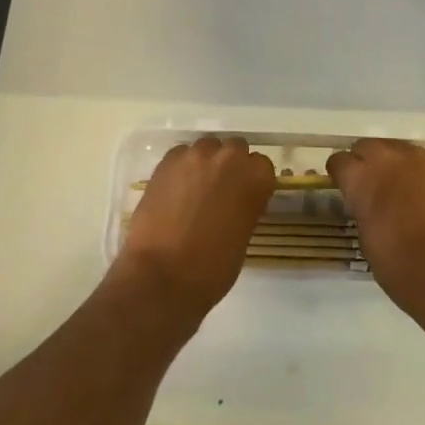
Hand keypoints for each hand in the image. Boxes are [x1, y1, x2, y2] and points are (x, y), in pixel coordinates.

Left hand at [114, 136, 275, 327]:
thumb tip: (234, 203)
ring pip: (206, 147)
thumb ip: (244, 208)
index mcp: (255, 178)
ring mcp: (195, 156)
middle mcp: (228, 158)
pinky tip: (174, 191)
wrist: (162, 276)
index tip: (245, 197)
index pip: (262, 165)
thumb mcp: (243, 238)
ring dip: (205, 164)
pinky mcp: (166, 161)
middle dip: (230, 166)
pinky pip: (180, 155)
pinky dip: (181, 168)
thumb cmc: (211, 269)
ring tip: (194, 190)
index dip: (253, 181)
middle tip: (220, 192)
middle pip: (235, 149)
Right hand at [327, 138, 424, 341]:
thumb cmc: (404, 270)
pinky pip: (418, 158)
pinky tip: (416, 191)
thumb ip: (361, 209)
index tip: (343, 191)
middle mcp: (389, 160)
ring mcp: (419, 160)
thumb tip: (362, 201)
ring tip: (393, 188)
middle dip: (362, 163)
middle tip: (367, 188)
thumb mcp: (367, 241)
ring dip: (387, 163)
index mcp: (363, 179)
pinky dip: (411, 169)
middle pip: (365, 146)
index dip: (339, 176)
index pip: (339, 161)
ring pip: (393, 148)